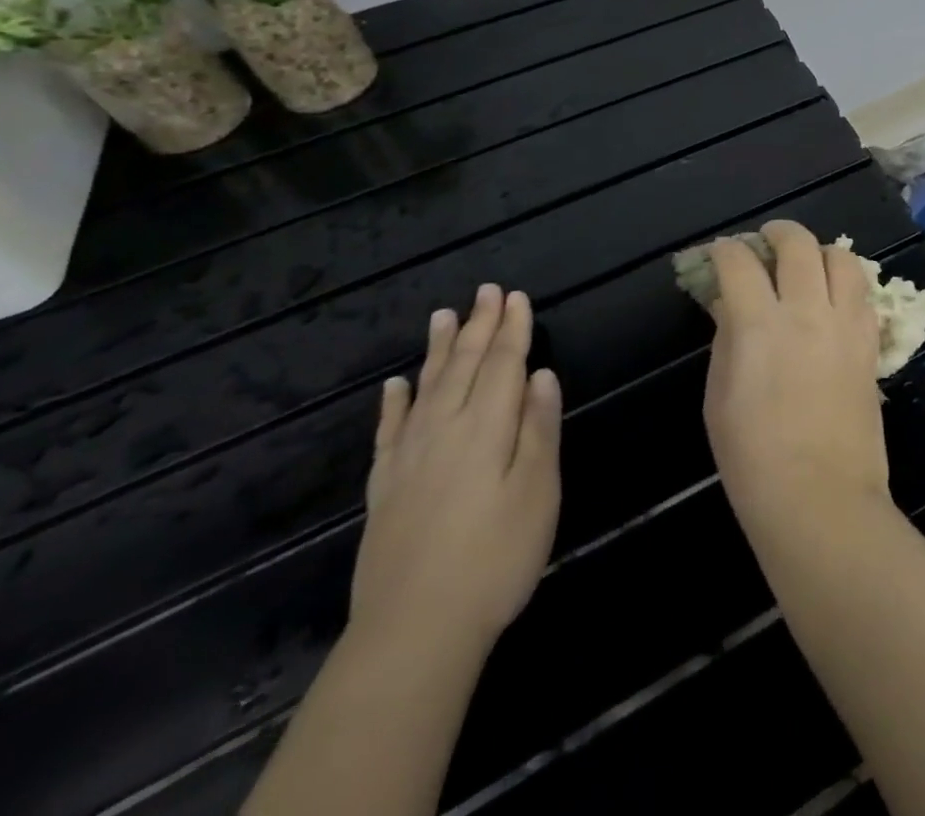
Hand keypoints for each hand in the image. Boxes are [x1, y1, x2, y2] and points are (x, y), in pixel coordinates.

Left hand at [350, 285, 562, 658]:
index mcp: (486, 428)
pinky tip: (394, 385)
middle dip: (478, 325)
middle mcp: (443, 430)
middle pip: (463, 366)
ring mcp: (408, 458)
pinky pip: (389, 431)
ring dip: (437, 349)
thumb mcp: (537, 492)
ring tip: (443, 315)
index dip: (512, 329)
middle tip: (486, 291)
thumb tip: (540, 375)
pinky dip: (393, 403)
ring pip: (425, 387)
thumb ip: (538, 429)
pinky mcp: (384, 489)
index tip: (516, 296)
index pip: (502, 365)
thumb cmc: (495, 558)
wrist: (414, 632)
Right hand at [702, 221, 889, 529]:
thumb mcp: (718, 398)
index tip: (720, 253)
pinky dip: (845, 283)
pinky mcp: (871, 342)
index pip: (739, 263)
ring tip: (806, 265)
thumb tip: (729, 304)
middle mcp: (806, 311)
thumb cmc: (753, 458)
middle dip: (776, 232)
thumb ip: (725, 339)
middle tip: (765, 242)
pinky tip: (832, 298)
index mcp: (759, 325)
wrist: (820, 498)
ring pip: (841, 257)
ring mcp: (845, 324)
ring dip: (818, 251)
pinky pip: (864, 293)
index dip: (724, 250)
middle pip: (797, 244)